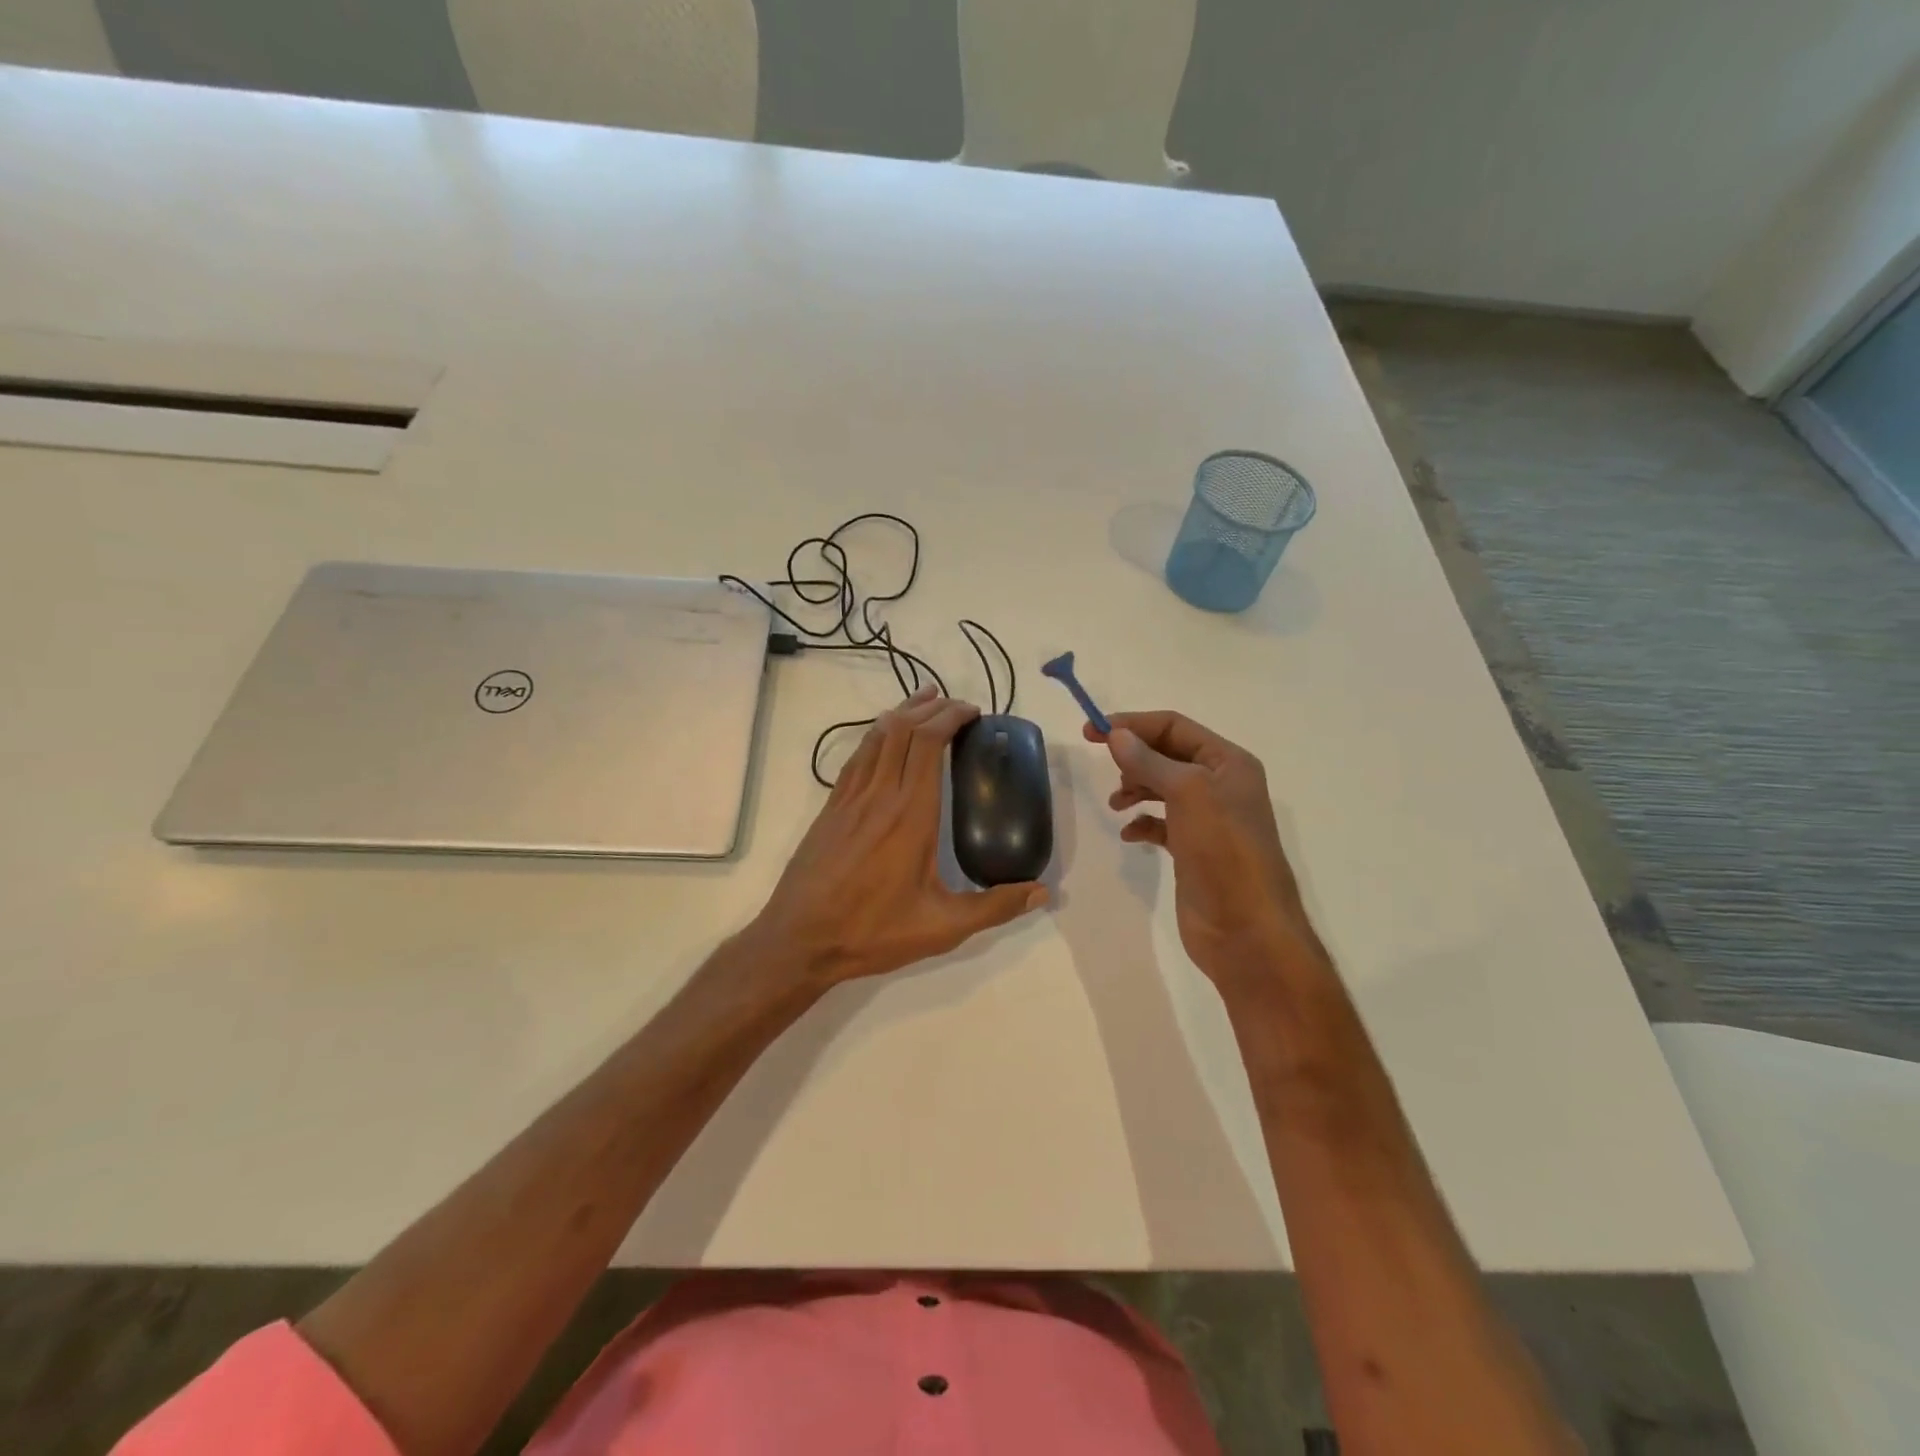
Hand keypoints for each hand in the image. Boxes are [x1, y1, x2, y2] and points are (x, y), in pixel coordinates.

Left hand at [756, 686, 1047, 984]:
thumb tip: (1042, 891)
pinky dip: (876, 735)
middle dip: (933, 707)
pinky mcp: (831, 807)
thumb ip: (995, 907)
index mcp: (911, 814)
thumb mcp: (942, 927)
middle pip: (904, 729)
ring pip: (877, 736)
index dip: (951, 717)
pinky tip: (885, 737)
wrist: (800, 939)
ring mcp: (850, 798)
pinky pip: (857, 756)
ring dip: (903, 712)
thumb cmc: (873, 932)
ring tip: (925, 700)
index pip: (929, 743)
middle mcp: (880, 795)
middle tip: (958, 706)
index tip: (973, 713)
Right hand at [1085, 711, 1321, 989]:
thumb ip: (1149, 761)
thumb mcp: (1187, 793)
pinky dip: (1142, 822)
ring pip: (1162, 787)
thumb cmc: (1223, 851)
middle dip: (1134, 756)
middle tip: (1104, 767)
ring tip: (1116, 804)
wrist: (1246, 929)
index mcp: (1228, 762)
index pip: (1174, 726)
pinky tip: (1130, 834)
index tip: (1091, 732)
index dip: (1133, 724)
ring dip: (1135, 788)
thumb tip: (1116, 735)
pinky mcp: (1193, 849)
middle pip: (1167, 754)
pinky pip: (1161, 823)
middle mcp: (1220, 785)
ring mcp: (1208, 819)